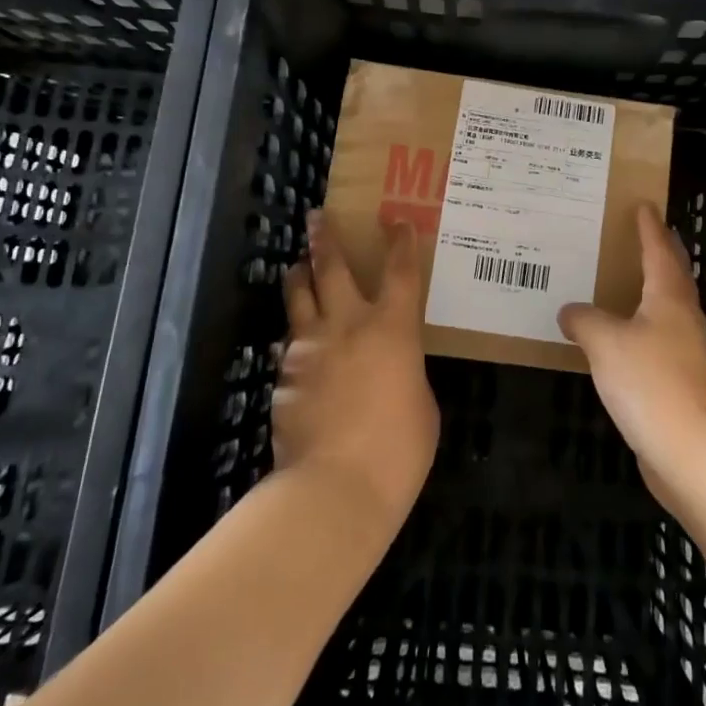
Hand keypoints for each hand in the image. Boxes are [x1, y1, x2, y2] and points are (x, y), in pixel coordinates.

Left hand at [275, 212, 438, 530]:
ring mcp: (309, 348)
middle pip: (331, 267)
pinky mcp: (284, 376)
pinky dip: (295, 336)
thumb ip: (405, 371)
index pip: (401, 271)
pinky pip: (288, 343)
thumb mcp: (421, 403)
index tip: (397, 220)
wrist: (334, 488)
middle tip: (317, 216)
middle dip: (325, 237)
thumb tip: (391, 367)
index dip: (401, 242)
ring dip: (299, 276)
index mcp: (392, 328)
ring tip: (296, 266)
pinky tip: (297, 344)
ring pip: (298, 296)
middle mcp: (347, 324)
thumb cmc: (397, 449)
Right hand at [557, 205, 705, 503]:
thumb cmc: (651, 381)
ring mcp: (685, 352)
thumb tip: (571, 311)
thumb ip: (585, 320)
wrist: (693, 450)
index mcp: (668, 297)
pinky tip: (622, 339)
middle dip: (661, 253)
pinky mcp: (679, 383)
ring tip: (626, 282)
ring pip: (667, 309)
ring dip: (652, 291)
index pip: (659, 250)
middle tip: (643, 234)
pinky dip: (641, 329)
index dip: (650, 227)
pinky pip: (657, 341)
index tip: (645, 204)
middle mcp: (682, 318)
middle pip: (673, 275)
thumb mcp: (605, 342)